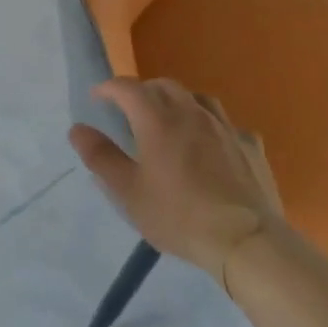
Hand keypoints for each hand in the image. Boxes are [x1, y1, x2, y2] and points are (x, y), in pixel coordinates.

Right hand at [68, 78, 283, 282]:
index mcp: (157, 119)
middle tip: (131, 109)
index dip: (109, 88)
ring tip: (172, 118)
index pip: (127, 87)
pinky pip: (227, 125)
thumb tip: (77, 129)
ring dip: (179, 101)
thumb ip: (101, 157)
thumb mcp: (129, 192)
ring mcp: (224, 127)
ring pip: (198, 98)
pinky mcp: (250, 145)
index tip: (97, 97)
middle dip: (143, 90)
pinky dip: (213, 127)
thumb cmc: (179, 215)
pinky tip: (214, 145)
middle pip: (163, 86)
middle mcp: (190, 112)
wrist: (247, 240)